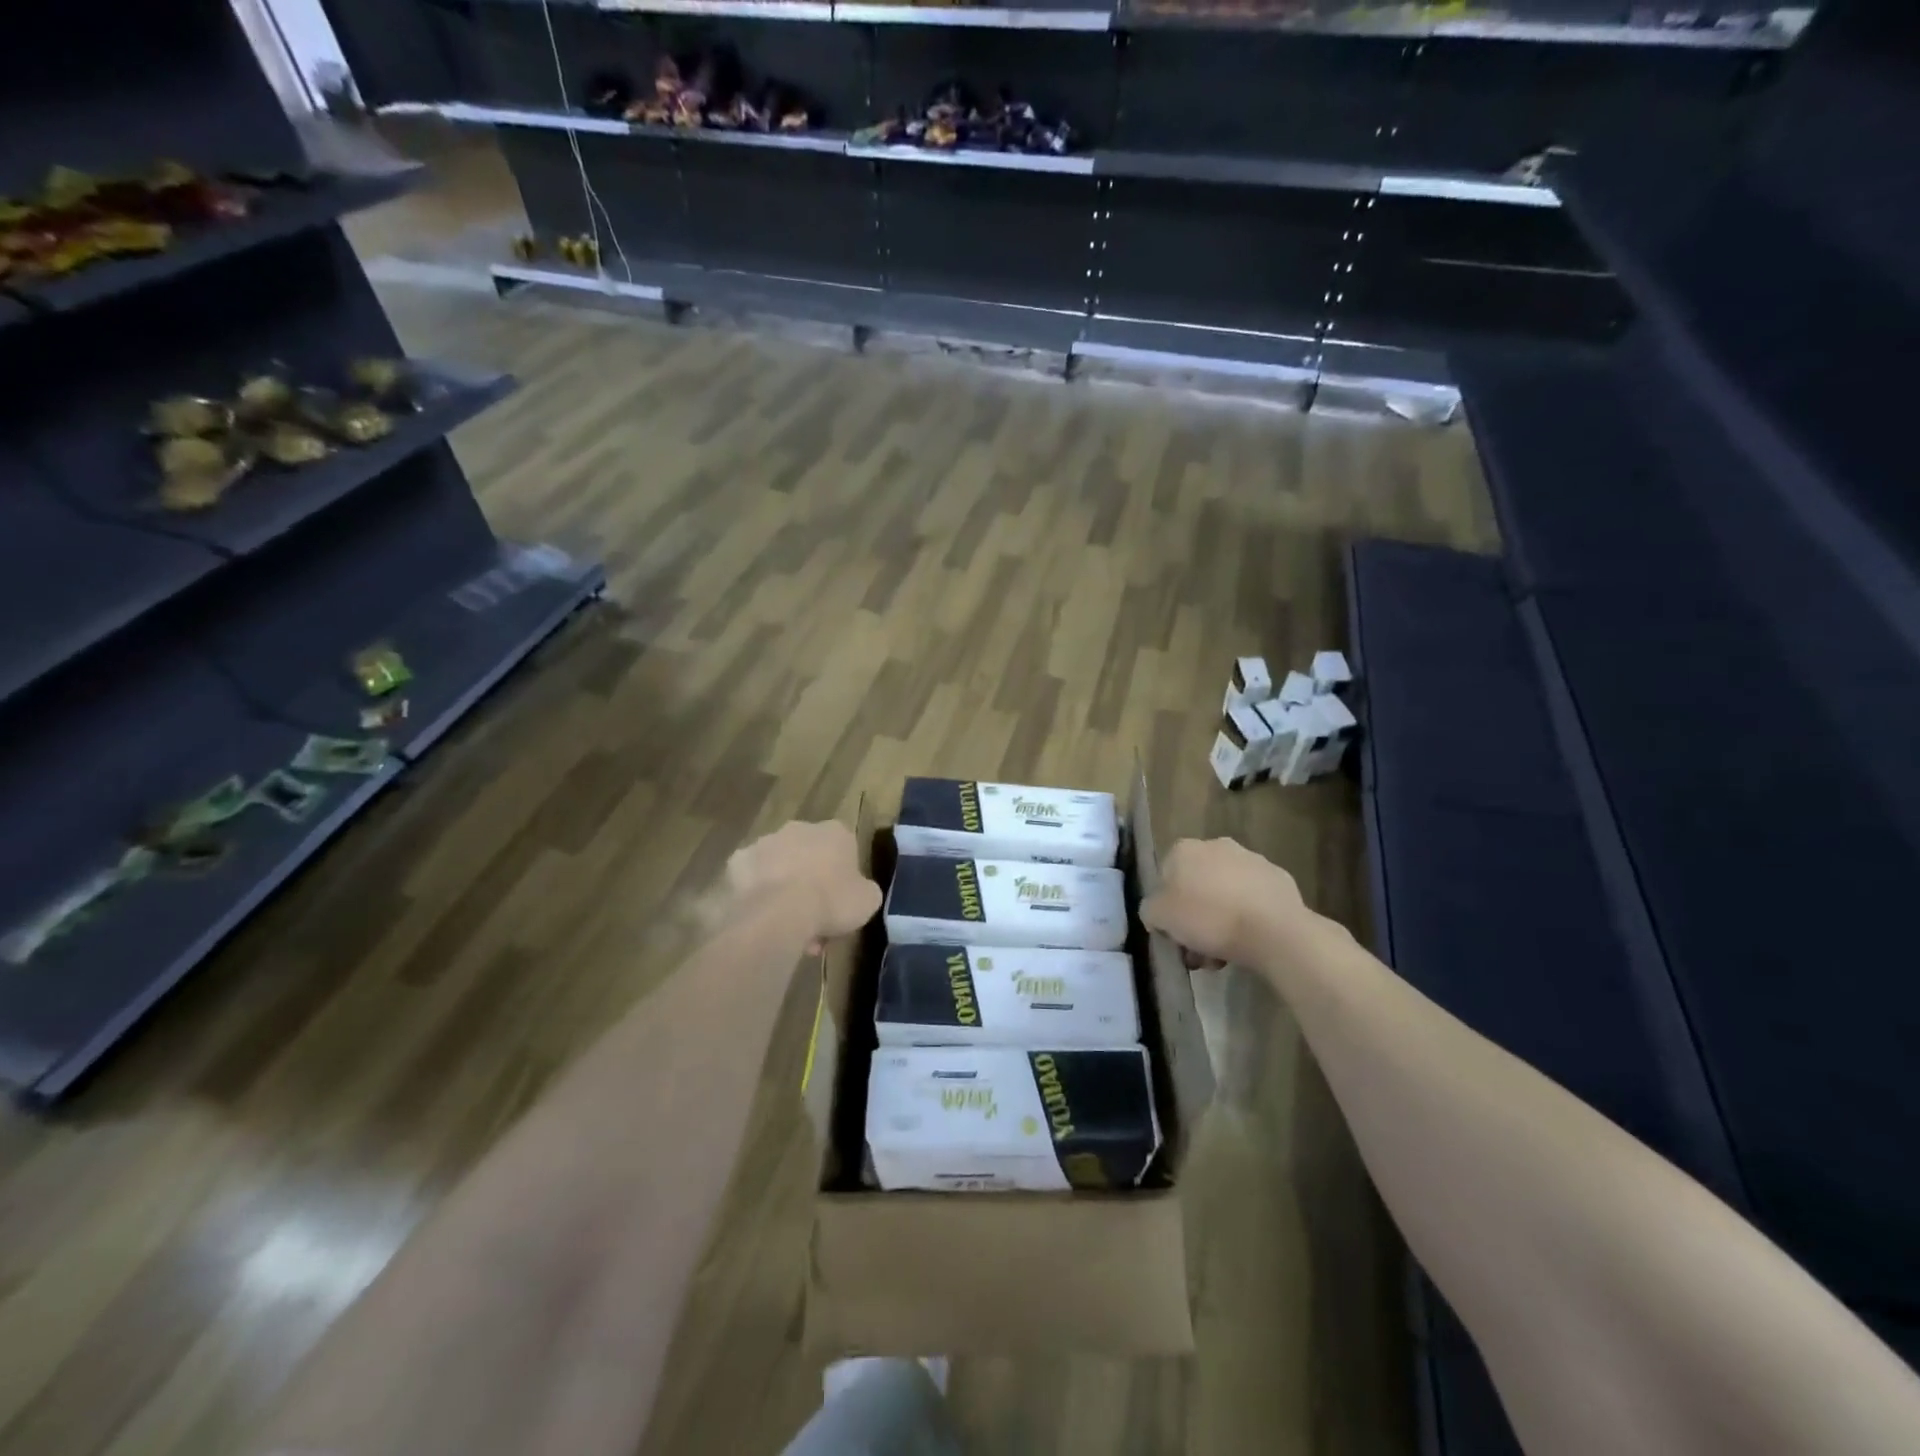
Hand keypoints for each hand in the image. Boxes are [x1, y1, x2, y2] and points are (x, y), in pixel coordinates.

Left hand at [722, 821, 880, 949]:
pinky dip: (757, 896)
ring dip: (784, 891)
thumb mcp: (868, 901)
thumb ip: (865, 890)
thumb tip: (858, 891)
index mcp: (835, 832)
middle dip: (812, 885)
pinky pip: (752, 880)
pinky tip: (763, 920)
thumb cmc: (831, 902)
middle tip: (814, 921)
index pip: (845, 849)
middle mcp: (800, 828)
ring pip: (780, 868)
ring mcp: (765, 842)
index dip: (844, 878)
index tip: (841, 903)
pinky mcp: (738, 861)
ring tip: (787, 929)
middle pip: (809, 856)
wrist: (778, 913)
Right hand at [1140, 837, 1313, 969]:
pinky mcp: (1279, 879)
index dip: (1166, 907)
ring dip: (1221, 919)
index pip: (1165, 877)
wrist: (1274, 930)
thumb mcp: (1160, 918)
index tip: (1174, 933)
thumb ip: (1150, 910)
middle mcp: (1217, 846)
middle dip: (1195, 915)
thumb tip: (1156, 912)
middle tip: (1198, 948)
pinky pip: (1254, 900)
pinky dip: (1249, 917)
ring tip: (1224, 954)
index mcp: (1185, 850)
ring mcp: (1252, 860)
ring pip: (1226, 893)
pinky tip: (1250, 942)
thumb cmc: (1208, 918)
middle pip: (1197, 885)